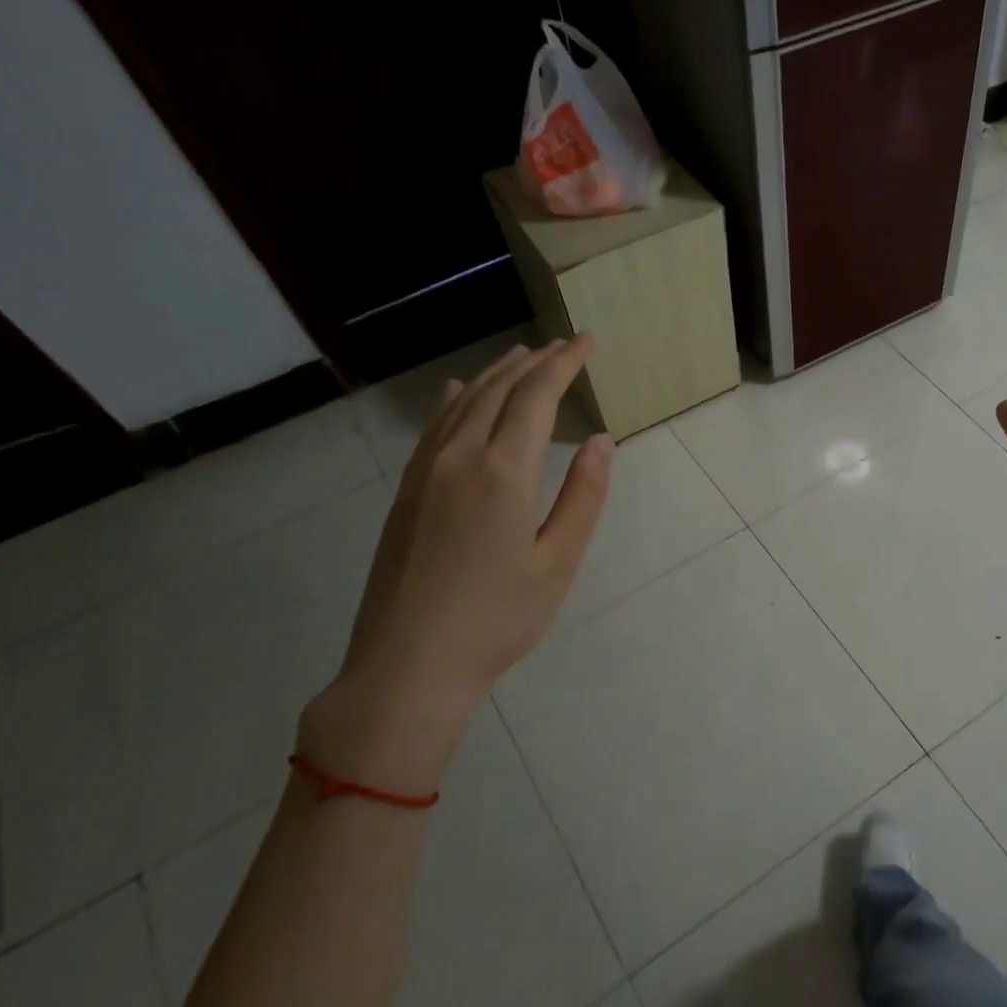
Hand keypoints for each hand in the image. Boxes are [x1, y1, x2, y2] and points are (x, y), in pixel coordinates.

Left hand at [308, 338, 611, 786]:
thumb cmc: (497, 619)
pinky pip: (435, 427)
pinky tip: (460, 393)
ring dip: (497, 375)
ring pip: (464, 403)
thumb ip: (583, 497)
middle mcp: (459, 456)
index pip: (537, 396)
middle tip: (563, 346)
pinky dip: (457, 400)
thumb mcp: (557, 562)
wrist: (408, 663)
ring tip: (523, 357)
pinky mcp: (406, 491)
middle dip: (534, 362)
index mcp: (503, 471)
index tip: (587, 342)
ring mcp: (424, 472)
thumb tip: (600, 440)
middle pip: (499, 390)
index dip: (564, 364)